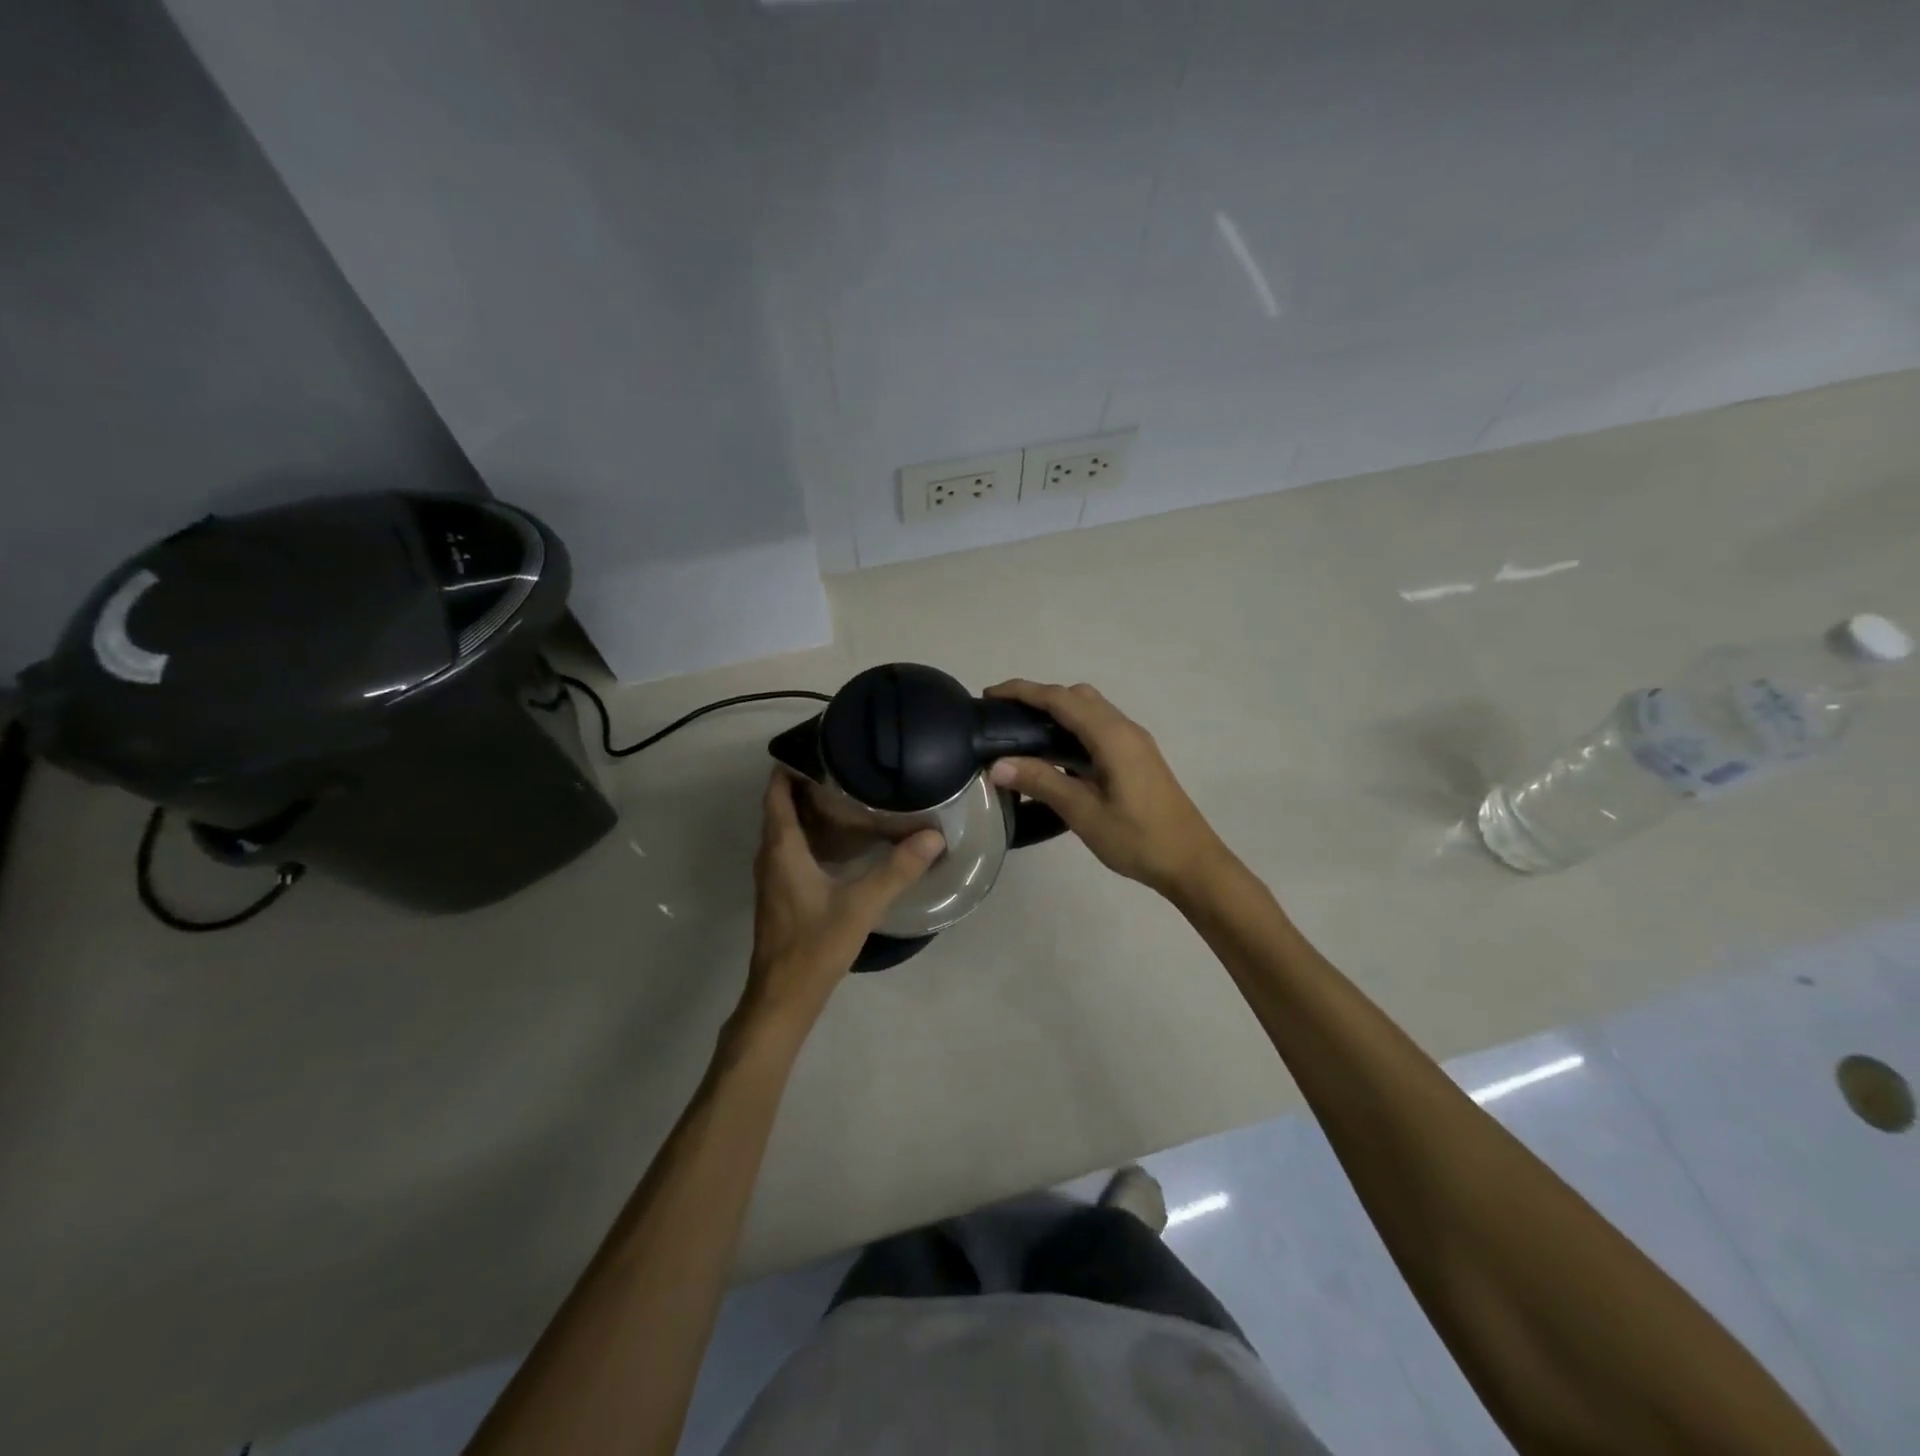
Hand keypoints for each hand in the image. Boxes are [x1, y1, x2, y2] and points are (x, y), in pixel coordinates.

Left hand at [741, 770, 943, 1032]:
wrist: (783, 997)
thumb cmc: (814, 945)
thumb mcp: (861, 905)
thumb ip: (898, 869)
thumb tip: (933, 835)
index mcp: (781, 849)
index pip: (776, 793)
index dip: (790, 766)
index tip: (820, 745)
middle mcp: (770, 856)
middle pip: (781, 807)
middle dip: (806, 784)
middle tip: (846, 766)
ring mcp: (773, 876)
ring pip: (786, 829)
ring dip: (809, 810)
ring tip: (848, 795)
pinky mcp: (781, 893)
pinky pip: (792, 849)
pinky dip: (811, 834)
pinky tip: (843, 841)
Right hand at [985, 679, 1230, 898]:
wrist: (1191, 863)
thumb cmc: (1138, 839)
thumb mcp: (1084, 813)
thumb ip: (1041, 782)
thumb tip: (997, 764)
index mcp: (1112, 736)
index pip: (1061, 699)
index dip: (1023, 691)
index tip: (989, 694)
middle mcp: (1125, 729)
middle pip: (1077, 697)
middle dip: (1039, 698)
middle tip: (1004, 718)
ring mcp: (1134, 743)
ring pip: (1090, 712)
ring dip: (1057, 714)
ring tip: (1022, 736)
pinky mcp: (1137, 759)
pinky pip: (1098, 730)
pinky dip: (1072, 731)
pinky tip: (1054, 758)